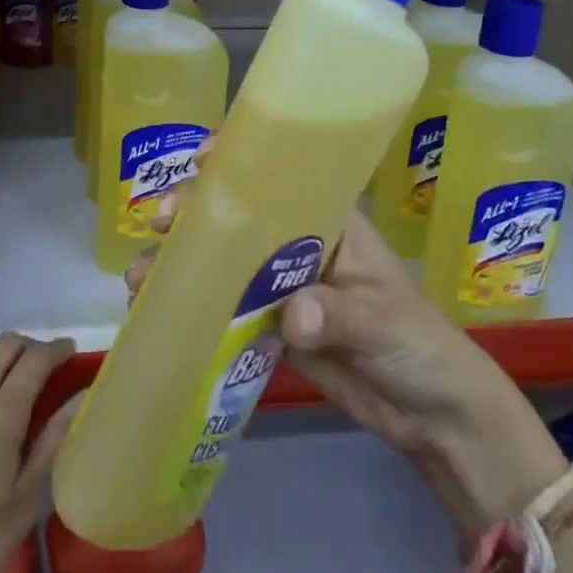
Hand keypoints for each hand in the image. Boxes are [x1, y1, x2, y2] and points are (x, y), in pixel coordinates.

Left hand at [0, 332, 76, 572]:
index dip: (56, 349)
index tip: (70, 349)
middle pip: (2, 347)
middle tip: (40, 360)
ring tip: (2, 360)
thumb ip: (51, 445)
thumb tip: (80, 398)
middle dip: (26, 345)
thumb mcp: (21, 506)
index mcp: (3, 414)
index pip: (36, 361)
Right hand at [128, 184, 564, 537]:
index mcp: (326, 221)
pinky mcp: (270, 327)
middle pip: (238, 216)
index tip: (201, 158)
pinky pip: (225, 310)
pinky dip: (193, 307)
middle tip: (160, 224)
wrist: (430, 414)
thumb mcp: (383, 320)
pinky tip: (157, 310)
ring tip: (142, 276)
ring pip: (223, 261)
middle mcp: (296, 244)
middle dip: (195, 212)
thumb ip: (338, 314)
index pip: (279, 177)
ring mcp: (279, 286)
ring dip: (182, 262)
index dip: (238, 161)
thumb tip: (293, 316)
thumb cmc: (418, 343)